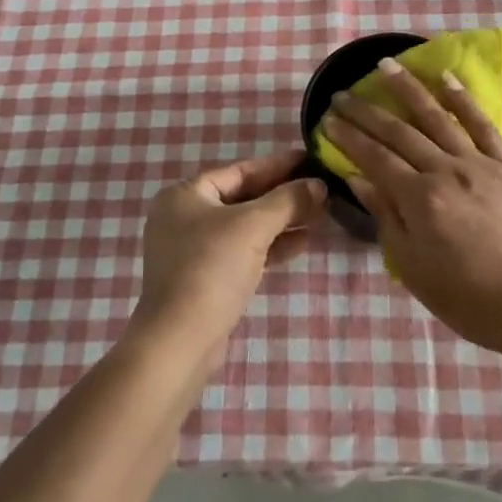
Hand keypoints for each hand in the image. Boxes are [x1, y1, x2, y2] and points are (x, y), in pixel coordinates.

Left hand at [134, 150, 325, 357]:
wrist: (180, 341)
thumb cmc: (212, 269)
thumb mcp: (253, 226)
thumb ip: (288, 200)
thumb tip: (319, 184)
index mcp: (186, 195)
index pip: (240, 171)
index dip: (278, 165)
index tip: (311, 160)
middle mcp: (185, 217)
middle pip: (244, 198)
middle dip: (283, 195)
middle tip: (321, 189)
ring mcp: (194, 250)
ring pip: (246, 226)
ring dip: (281, 221)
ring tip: (320, 214)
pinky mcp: (206, 279)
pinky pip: (243, 251)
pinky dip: (271, 246)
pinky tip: (303, 242)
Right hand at [321, 62, 501, 357]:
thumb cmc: (469, 297)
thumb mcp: (414, 268)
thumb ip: (386, 218)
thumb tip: (359, 178)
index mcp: (420, 200)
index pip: (374, 158)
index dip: (348, 137)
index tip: (327, 120)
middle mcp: (445, 171)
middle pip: (399, 132)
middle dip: (366, 111)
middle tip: (342, 94)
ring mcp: (480, 163)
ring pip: (437, 117)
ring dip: (408, 89)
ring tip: (386, 65)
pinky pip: (483, 124)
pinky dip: (463, 100)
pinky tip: (446, 78)